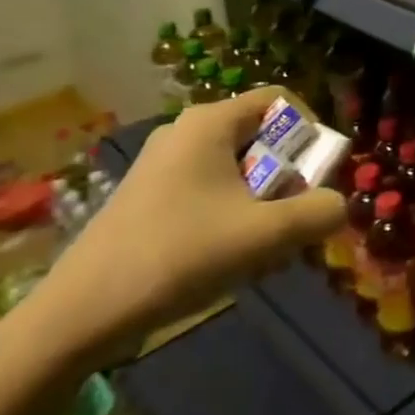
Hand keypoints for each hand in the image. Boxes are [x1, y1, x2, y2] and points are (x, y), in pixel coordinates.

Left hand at [28, 89, 346, 364]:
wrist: (79, 315)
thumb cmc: (179, 256)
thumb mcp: (265, 235)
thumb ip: (318, 213)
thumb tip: (336, 205)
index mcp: (210, 123)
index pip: (281, 100)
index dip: (312, 130)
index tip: (317, 175)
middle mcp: (185, 131)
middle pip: (260, 136)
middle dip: (288, 176)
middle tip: (293, 219)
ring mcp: (161, 164)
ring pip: (236, 168)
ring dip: (263, 201)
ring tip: (263, 247)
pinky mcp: (147, 197)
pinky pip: (209, 189)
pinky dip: (232, 214)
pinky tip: (227, 257)